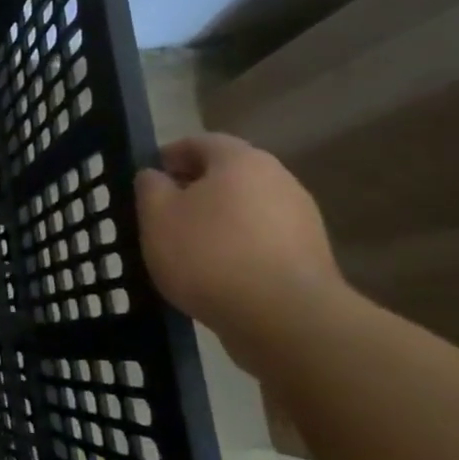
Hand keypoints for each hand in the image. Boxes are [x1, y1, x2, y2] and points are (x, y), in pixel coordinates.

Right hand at [135, 133, 344, 348]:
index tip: (148, 176)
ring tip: (186, 245)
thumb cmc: (208, 254)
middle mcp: (279, 179)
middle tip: (163, 211)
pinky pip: (262, 238)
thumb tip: (156, 176)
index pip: (201, 142)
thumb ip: (150, 187)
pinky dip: (237, 244)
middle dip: (195, 187)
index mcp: (240, 161)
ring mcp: (301, 218)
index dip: (170, 155)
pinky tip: (216, 271)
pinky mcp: (310, 255)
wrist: (284, 317)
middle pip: (228, 173)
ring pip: (246, 207)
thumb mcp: (156, 216)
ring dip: (217, 218)